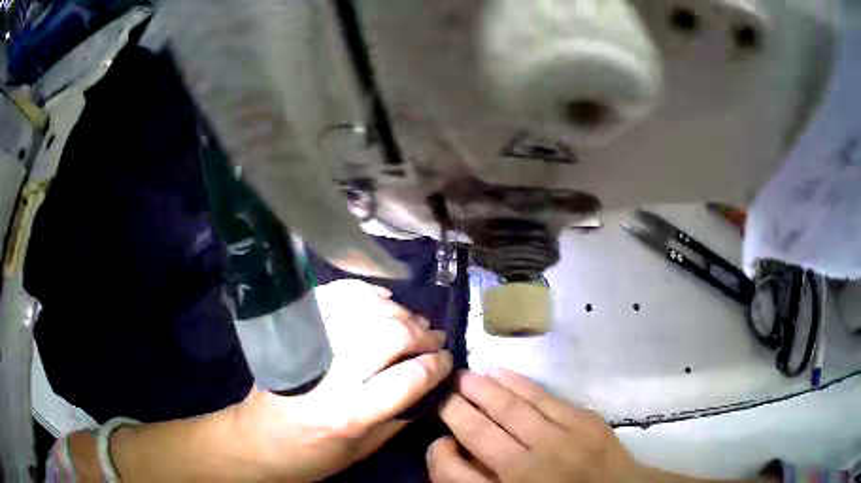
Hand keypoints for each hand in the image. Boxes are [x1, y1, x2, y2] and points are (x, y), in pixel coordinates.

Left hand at [235, 280, 452, 480]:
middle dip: (422, 335)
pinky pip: (333, 298)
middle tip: (435, 340)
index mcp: (348, 415)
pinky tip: (383, 300)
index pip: (408, 379)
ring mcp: (309, 348)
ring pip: (364, 311)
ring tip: (414, 323)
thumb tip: (430, 388)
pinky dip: (363, 293)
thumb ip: (398, 420)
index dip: (436, 365)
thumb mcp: (361, 453)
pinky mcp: (295, 333)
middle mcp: (329, 377)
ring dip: (399, 313)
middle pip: (388, 336)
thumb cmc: (310, 457)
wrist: (255, 441)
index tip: (447, 361)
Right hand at [427, 370, 639, 482]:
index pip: (451, 473)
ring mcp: (558, 442)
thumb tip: (457, 449)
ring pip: (508, 408)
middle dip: (454, 408)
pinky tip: (498, 372)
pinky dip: (516, 382)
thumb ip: (481, 480)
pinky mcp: (583, 422)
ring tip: (463, 377)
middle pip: (477, 431)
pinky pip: (541, 396)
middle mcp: (527, 469)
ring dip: (481, 388)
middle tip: (443, 392)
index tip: (440, 441)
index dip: (438, 454)